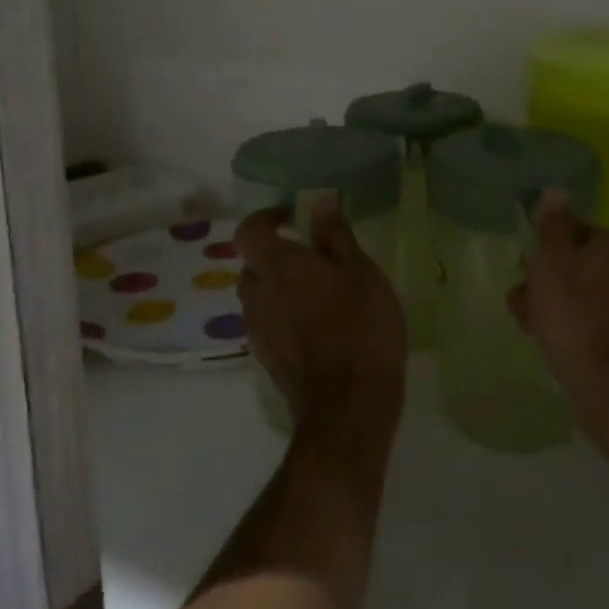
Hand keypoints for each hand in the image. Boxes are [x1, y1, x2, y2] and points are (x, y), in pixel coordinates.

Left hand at [236, 198, 407, 437]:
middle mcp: (257, 296)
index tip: (290, 217)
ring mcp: (259, 331)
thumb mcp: (359, 271)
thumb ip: (335, 235)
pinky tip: (319, 326)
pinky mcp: (268, 360)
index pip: (248, 231)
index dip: (264, 218)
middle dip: (276, 256)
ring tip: (320, 293)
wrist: (348, 407)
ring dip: (281, 288)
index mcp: (277, 267)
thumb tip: (320, 201)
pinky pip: (270, 324)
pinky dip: (286, 317)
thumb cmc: (359, 327)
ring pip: (260, 297)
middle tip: (312, 257)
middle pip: (253, 266)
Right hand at [509, 190, 608, 434]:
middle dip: (545, 281)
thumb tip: (556, 191)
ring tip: (528, 327)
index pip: (574, 232)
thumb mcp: (552, 260)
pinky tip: (554, 345)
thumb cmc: (574, 313)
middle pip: (578, 266)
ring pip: (584, 297)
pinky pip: (595, 325)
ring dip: (554, 306)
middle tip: (519, 302)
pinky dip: (574, 329)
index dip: (544, 248)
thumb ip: (552, 225)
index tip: (523, 268)